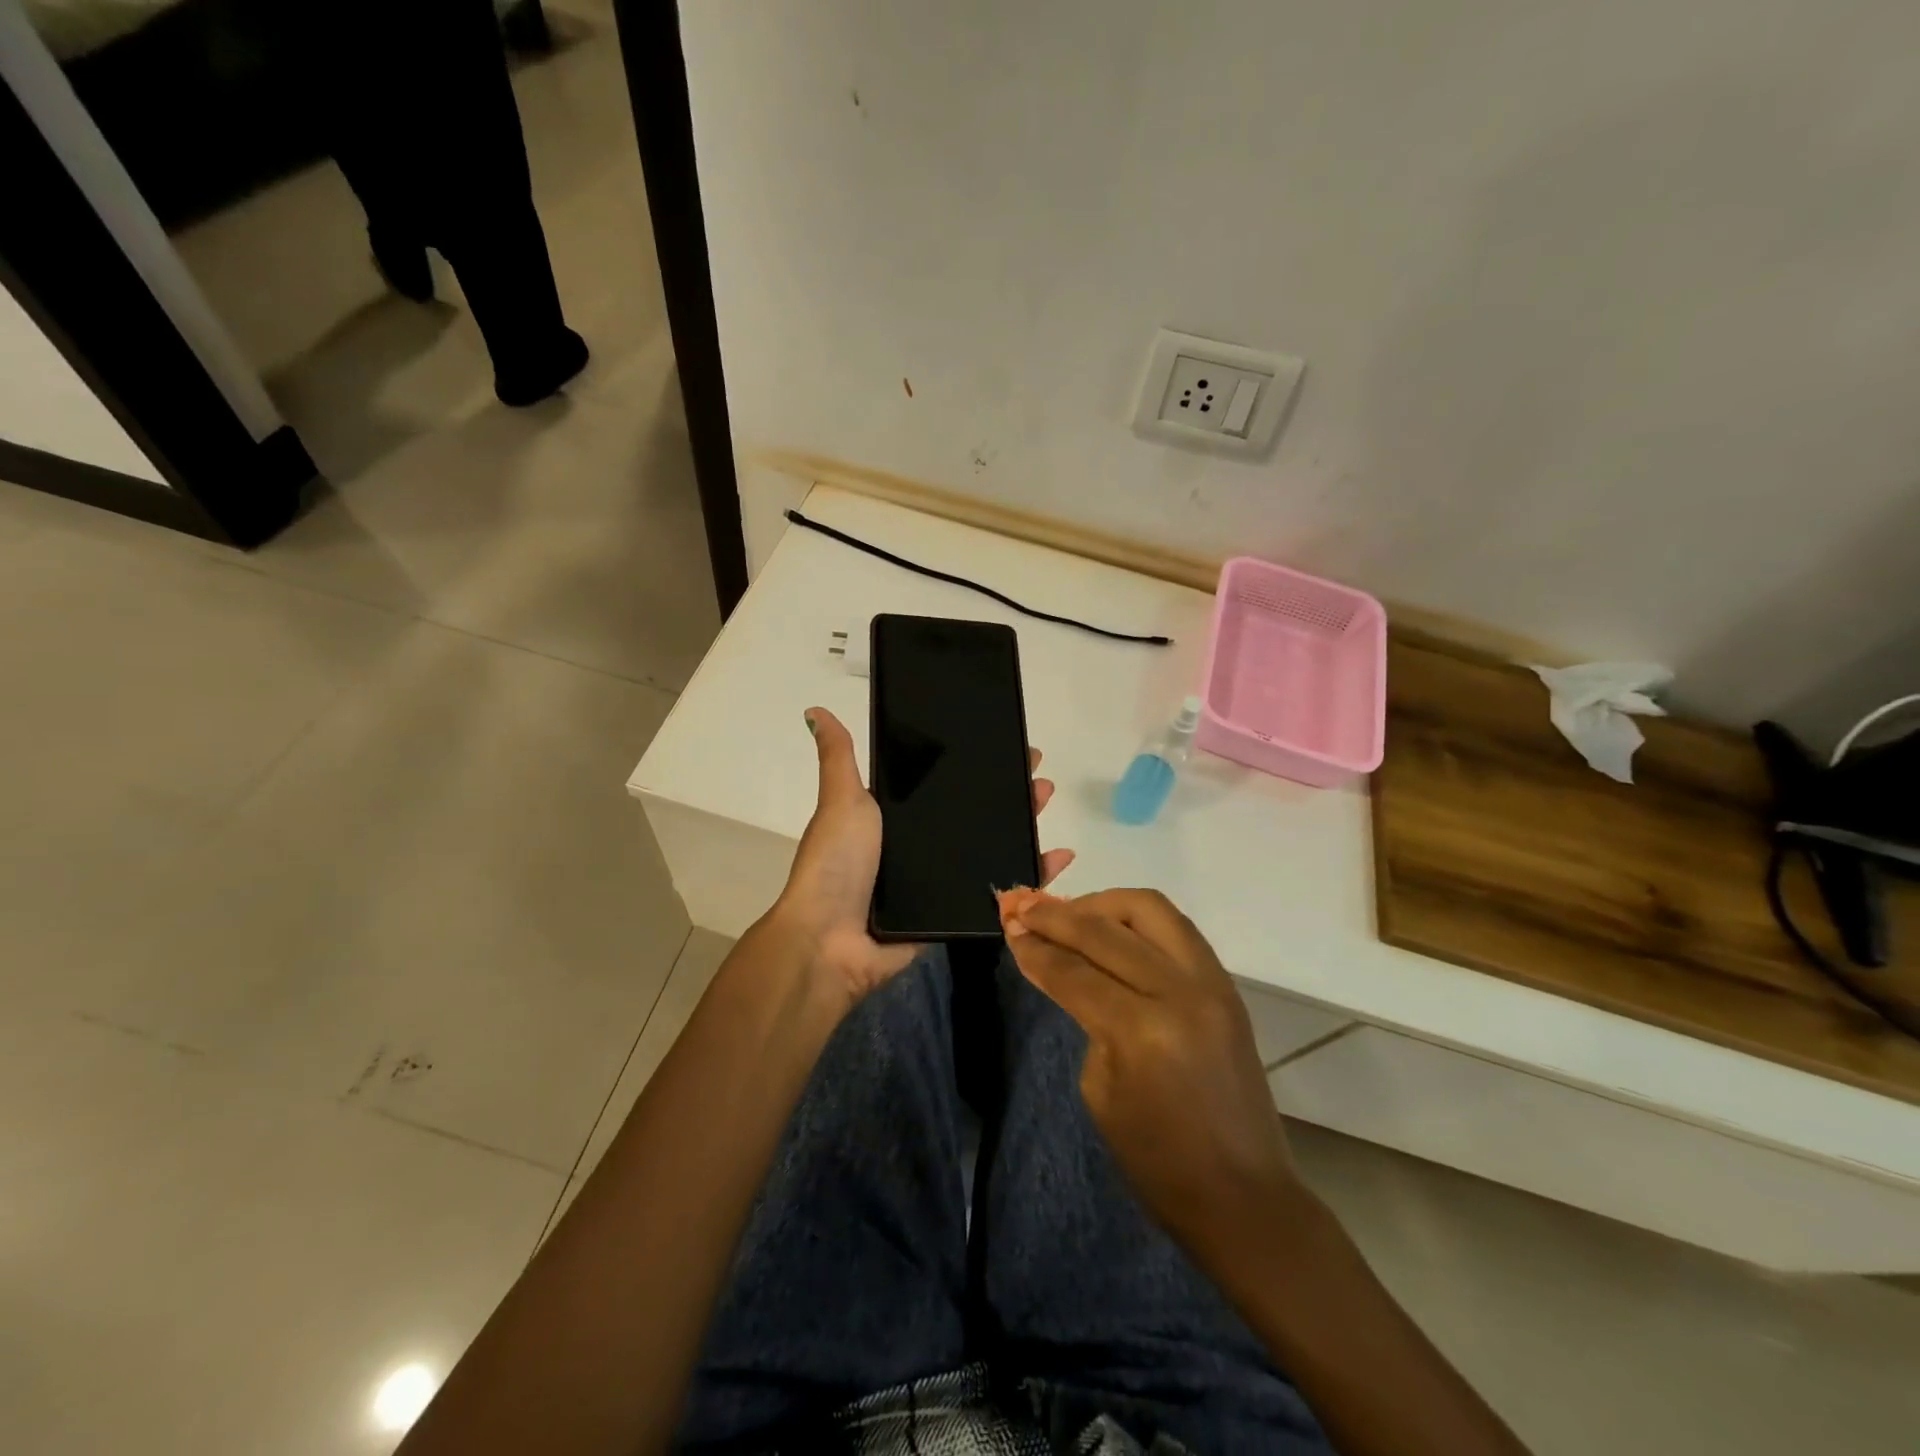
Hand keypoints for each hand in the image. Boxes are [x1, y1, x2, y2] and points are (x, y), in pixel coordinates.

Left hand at [770, 707, 1073, 1007]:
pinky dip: (1031, 877)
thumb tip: (816, 709)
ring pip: (992, 849)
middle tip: (1037, 775)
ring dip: (1023, 827)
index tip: (1006, 748)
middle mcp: (920, 848)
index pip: (946, 785)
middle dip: (1008, 794)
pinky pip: (1000, 892)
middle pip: (975, 816)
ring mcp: (940, 882)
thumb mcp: (841, 801)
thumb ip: (839, 758)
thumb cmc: (837, 865)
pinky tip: (1058, 858)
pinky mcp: (957, 914)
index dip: (976, 767)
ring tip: (1046, 802)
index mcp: (897, 820)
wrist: (831, 941)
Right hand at [998, 888, 1299, 1256]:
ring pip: (1149, 909)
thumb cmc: (1157, 1160)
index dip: (1035, 947)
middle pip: (1105, 930)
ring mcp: (1211, 983)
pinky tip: (1111, 928)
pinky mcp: (1226, 985)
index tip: (1007, 924)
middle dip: (1056, 915)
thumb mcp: (1100, 1090)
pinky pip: (1176, 928)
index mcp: (1141, 1030)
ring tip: (1071, 913)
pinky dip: (1137, 920)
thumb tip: (1066, 967)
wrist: (1243, 1195)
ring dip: (1102, 904)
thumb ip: (1085, 1016)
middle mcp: (1180, 992)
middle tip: (1024, 906)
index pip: (1074, 971)